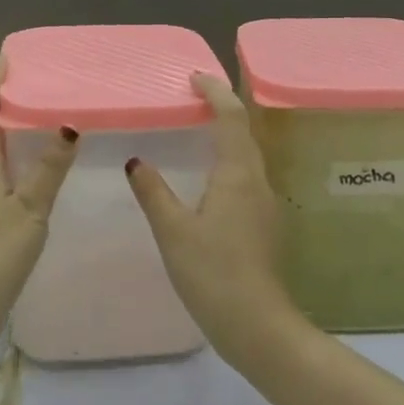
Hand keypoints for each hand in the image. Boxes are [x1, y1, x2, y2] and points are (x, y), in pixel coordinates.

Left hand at [0, 57, 77, 356]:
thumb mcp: (29, 210)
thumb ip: (48, 169)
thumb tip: (68, 125)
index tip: (5, 56)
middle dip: (3, 100)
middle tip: (34, 81)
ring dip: (10, 129)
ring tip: (42, 118)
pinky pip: (1, 175)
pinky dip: (17, 159)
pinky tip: (38, 171)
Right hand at [124, 73, 303, 365]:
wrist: (259, 327)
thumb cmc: (214, 273)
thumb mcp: (174, 231)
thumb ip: (154, 192)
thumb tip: (138, 161)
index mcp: (238, 174)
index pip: (231, 117)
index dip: (215, 92)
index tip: (194, 77)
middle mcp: (257, 181)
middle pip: (244, 132)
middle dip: (222, 108)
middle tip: (192, 98)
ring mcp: (265, 204)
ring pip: (247, 156)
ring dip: (227, 135)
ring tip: (197, 130)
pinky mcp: (264, 224)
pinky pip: (246, 177)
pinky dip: (228, 162)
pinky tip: (209, 179)